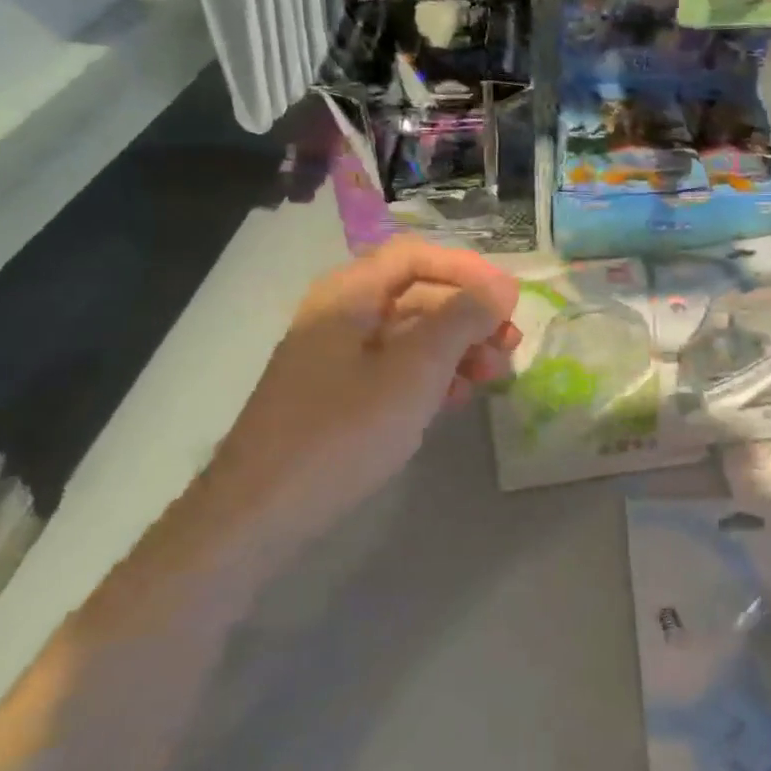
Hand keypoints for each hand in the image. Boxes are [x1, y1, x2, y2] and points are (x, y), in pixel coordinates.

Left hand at [249, 238, 520, 491]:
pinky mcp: (338, 394)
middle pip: (416, 294)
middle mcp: (341, 315)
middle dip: (469, 314)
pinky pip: (395, 368)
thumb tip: (501, 286)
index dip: (467, 269)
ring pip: (410, 334)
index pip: (416, 256)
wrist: (260, 513)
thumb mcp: (415, 370)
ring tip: (493, 376)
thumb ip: (462, 319)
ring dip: (457, 347)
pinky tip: (456, 399)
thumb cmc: (343, 432)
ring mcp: (337, 357)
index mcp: (348, 294)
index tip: (509, 299)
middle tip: (510, 344)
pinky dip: (431, 375)